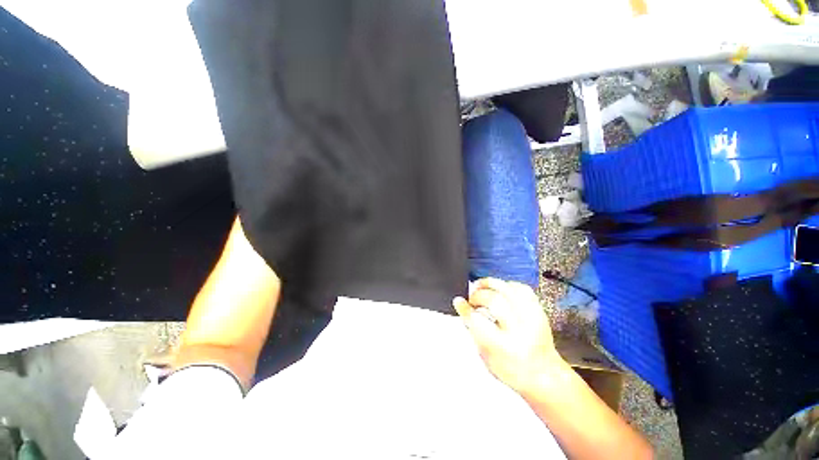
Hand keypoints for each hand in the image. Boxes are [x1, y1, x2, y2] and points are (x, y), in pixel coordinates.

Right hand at [453, 278, 564, 393]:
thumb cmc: (514, 372)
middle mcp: (520, 330)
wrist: (544, 377)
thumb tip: (464, 309)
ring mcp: (532, 318)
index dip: (464, 308)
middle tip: (472, 300)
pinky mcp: (539, 311)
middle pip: (493, 300)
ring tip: (481, 287)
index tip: (459, 301)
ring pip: (508, 288)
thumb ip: (474, 330)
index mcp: (503, 346)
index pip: (478, 319)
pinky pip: (522, 288)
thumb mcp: (486, 357)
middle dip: (477, 296)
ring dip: (490, 285)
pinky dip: (507, 285)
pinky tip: (499, 290)